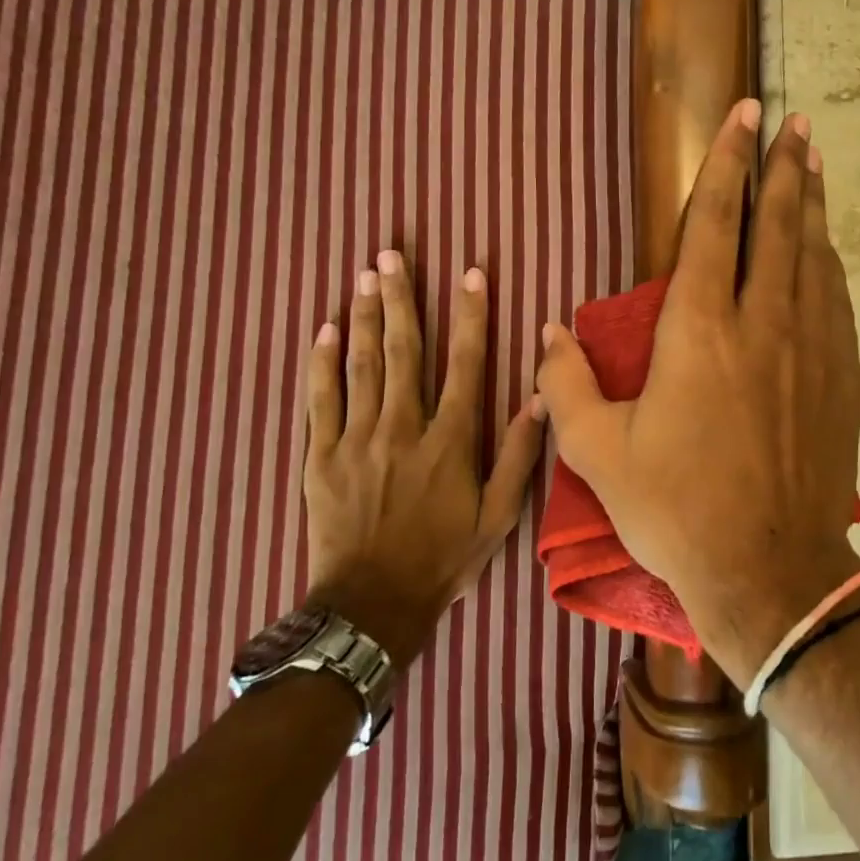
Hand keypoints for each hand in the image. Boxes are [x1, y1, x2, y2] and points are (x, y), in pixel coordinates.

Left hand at [302, 251, 543, 666]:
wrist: (371, 605)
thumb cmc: (444, 558)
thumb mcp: (499, 516)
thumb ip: (517, 455)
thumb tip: (538, 398)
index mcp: (450, 440)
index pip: (464, 363)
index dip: (470, 315)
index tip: (471, 273)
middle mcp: (403, 428)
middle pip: (403, 351)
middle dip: (402, 299)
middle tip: (393, 254)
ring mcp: (357, 439)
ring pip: (362, 366)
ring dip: (366, 317)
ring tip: (365, 275)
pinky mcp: (321, 456)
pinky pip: (321, 400)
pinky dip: (322, 363)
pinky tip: (325, 329)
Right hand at [535, 99, 859, 683]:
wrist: (769, 571)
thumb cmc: (676, 510)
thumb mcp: (597, 453)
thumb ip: (565, 384)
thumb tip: (545, 330)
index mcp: (701, 330)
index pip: (717, 223)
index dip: (729, 163)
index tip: (745, 117)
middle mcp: (764, 324)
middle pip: (780, 224)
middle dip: (786, 166)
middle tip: (795, 122)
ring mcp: (813, 350)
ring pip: (816, 257)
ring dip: (813, 205)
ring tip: (815, 165)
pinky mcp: (843, 381)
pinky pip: (837, 304)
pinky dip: (829, 266)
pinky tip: (827, 254)